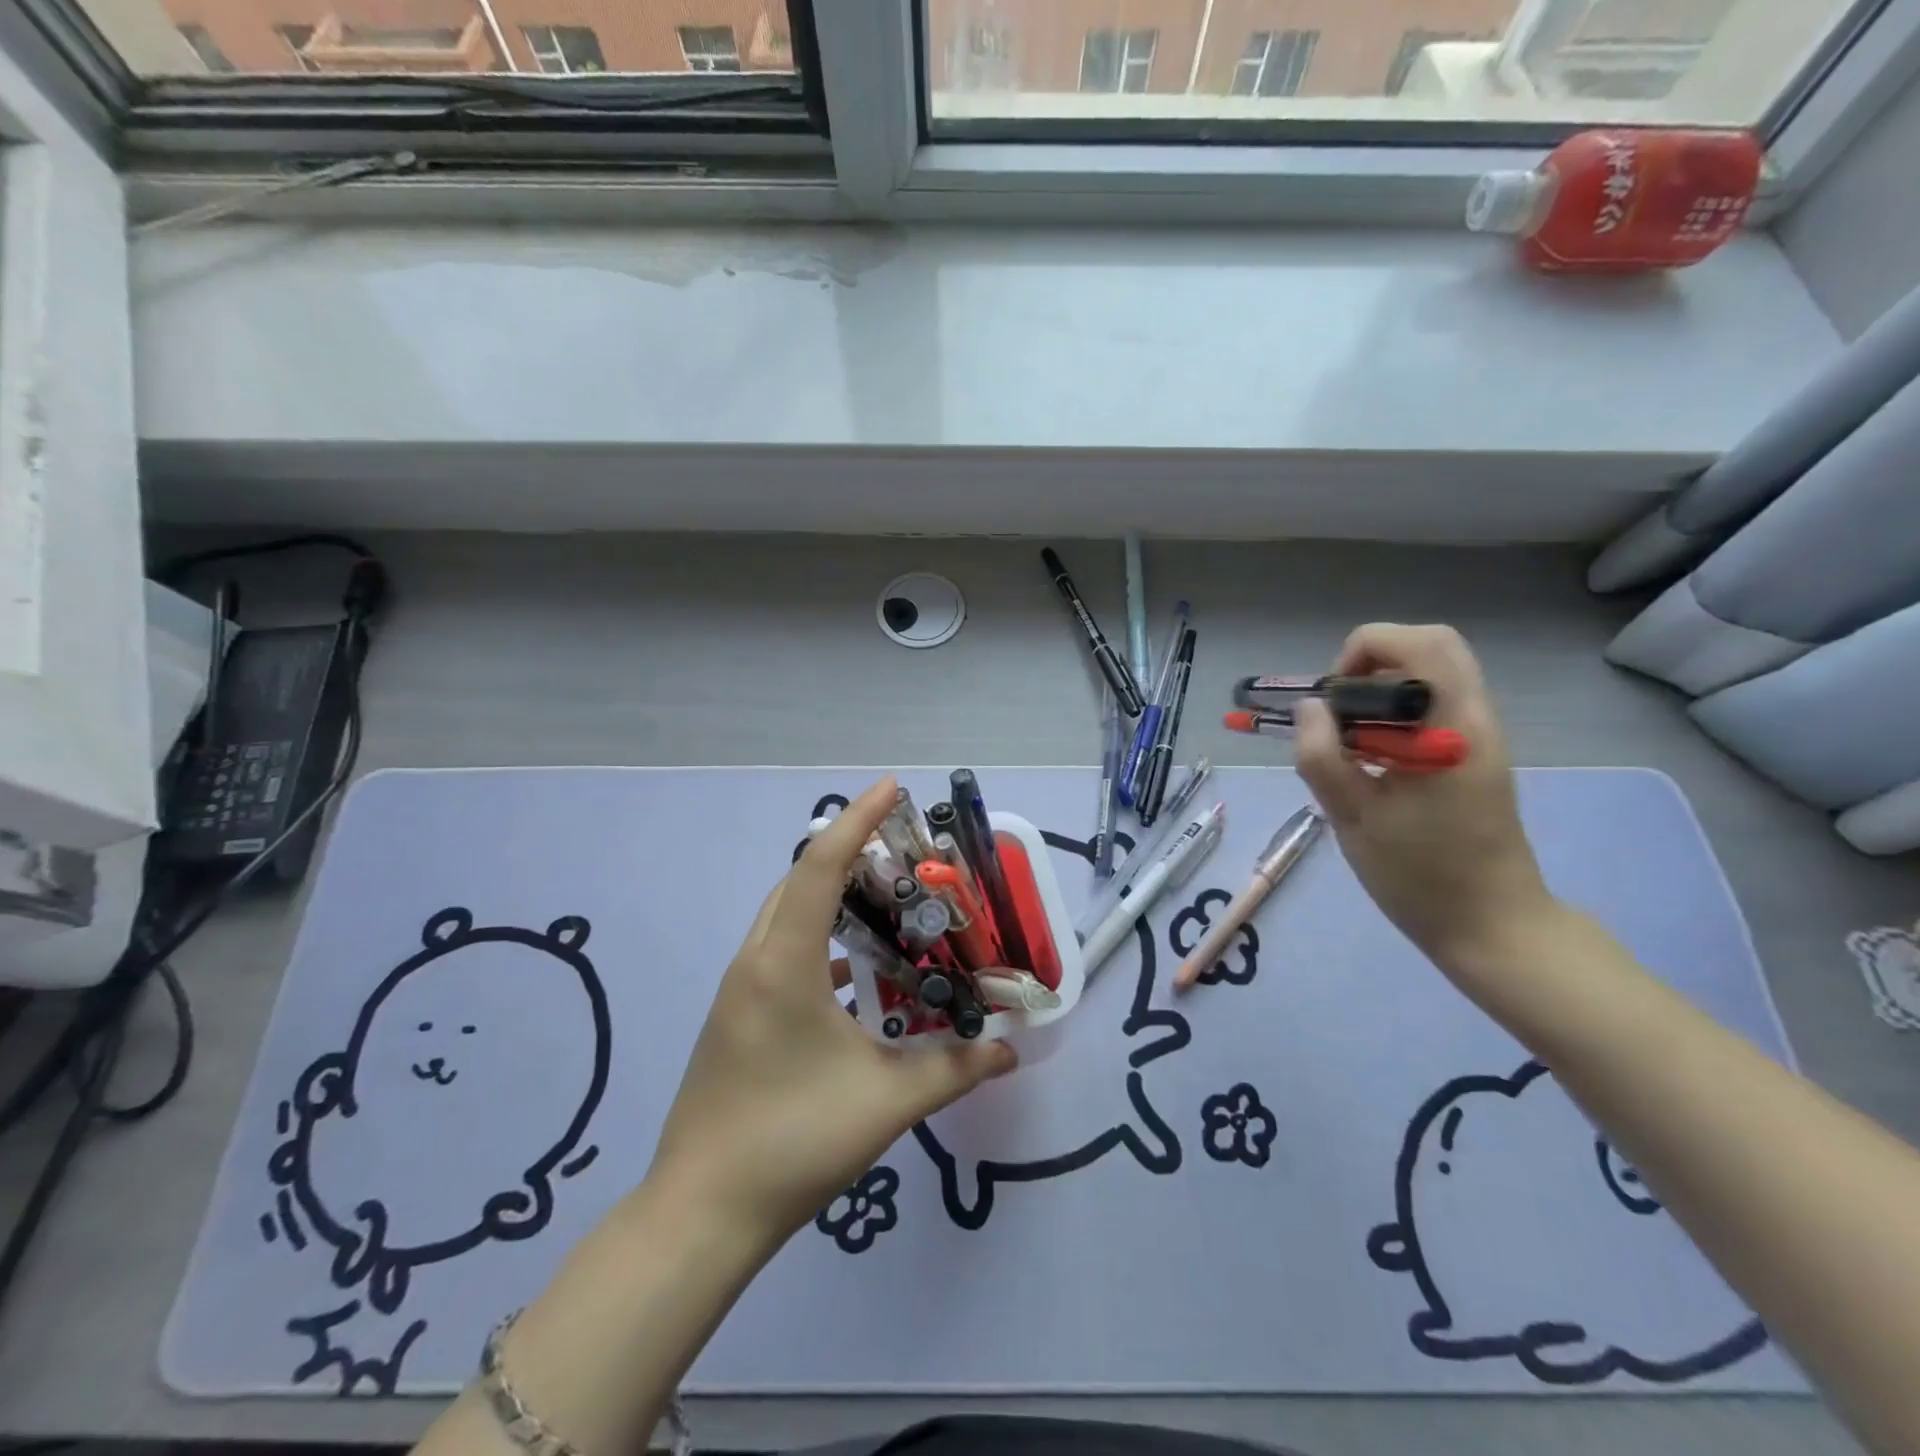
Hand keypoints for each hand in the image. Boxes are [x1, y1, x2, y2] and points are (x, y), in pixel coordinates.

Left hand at [644, 778, 1014, 1245]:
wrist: (702, 1213)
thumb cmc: (793, 1141)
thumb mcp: (887, 1102)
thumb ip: (955, 1068)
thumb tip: (1011, 1050)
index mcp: (783, 963)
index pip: (820, 867)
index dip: (857, 820)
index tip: (892, 787)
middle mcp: (755, 961)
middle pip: (799, 881)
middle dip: (848, 852)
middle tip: (902, 847)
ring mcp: (740, 990)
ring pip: (786, 916)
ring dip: (831, 895)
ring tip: (886, 898)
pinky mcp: (738, 1015)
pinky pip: (782, 951)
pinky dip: (820, 939)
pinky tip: (857, 969)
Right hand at [1295, 624, 1557, 974]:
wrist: (1492, 925)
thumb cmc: (1420, 874)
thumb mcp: (1354, 818)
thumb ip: (1322, 756)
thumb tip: (1308, 708)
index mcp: (1453, 728)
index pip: (1419, 643)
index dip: (1363, 652)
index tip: (1332, 701)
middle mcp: (1475, 720)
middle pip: (1430, 648)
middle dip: (1371, 663)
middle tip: (1338, 710)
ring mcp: (1479, 738)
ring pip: (1431, 677)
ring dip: (1380, 691)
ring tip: (1347, 742)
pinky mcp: (1473, 758)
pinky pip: (1432, 709)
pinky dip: (1393, 715)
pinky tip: (1370, 763)